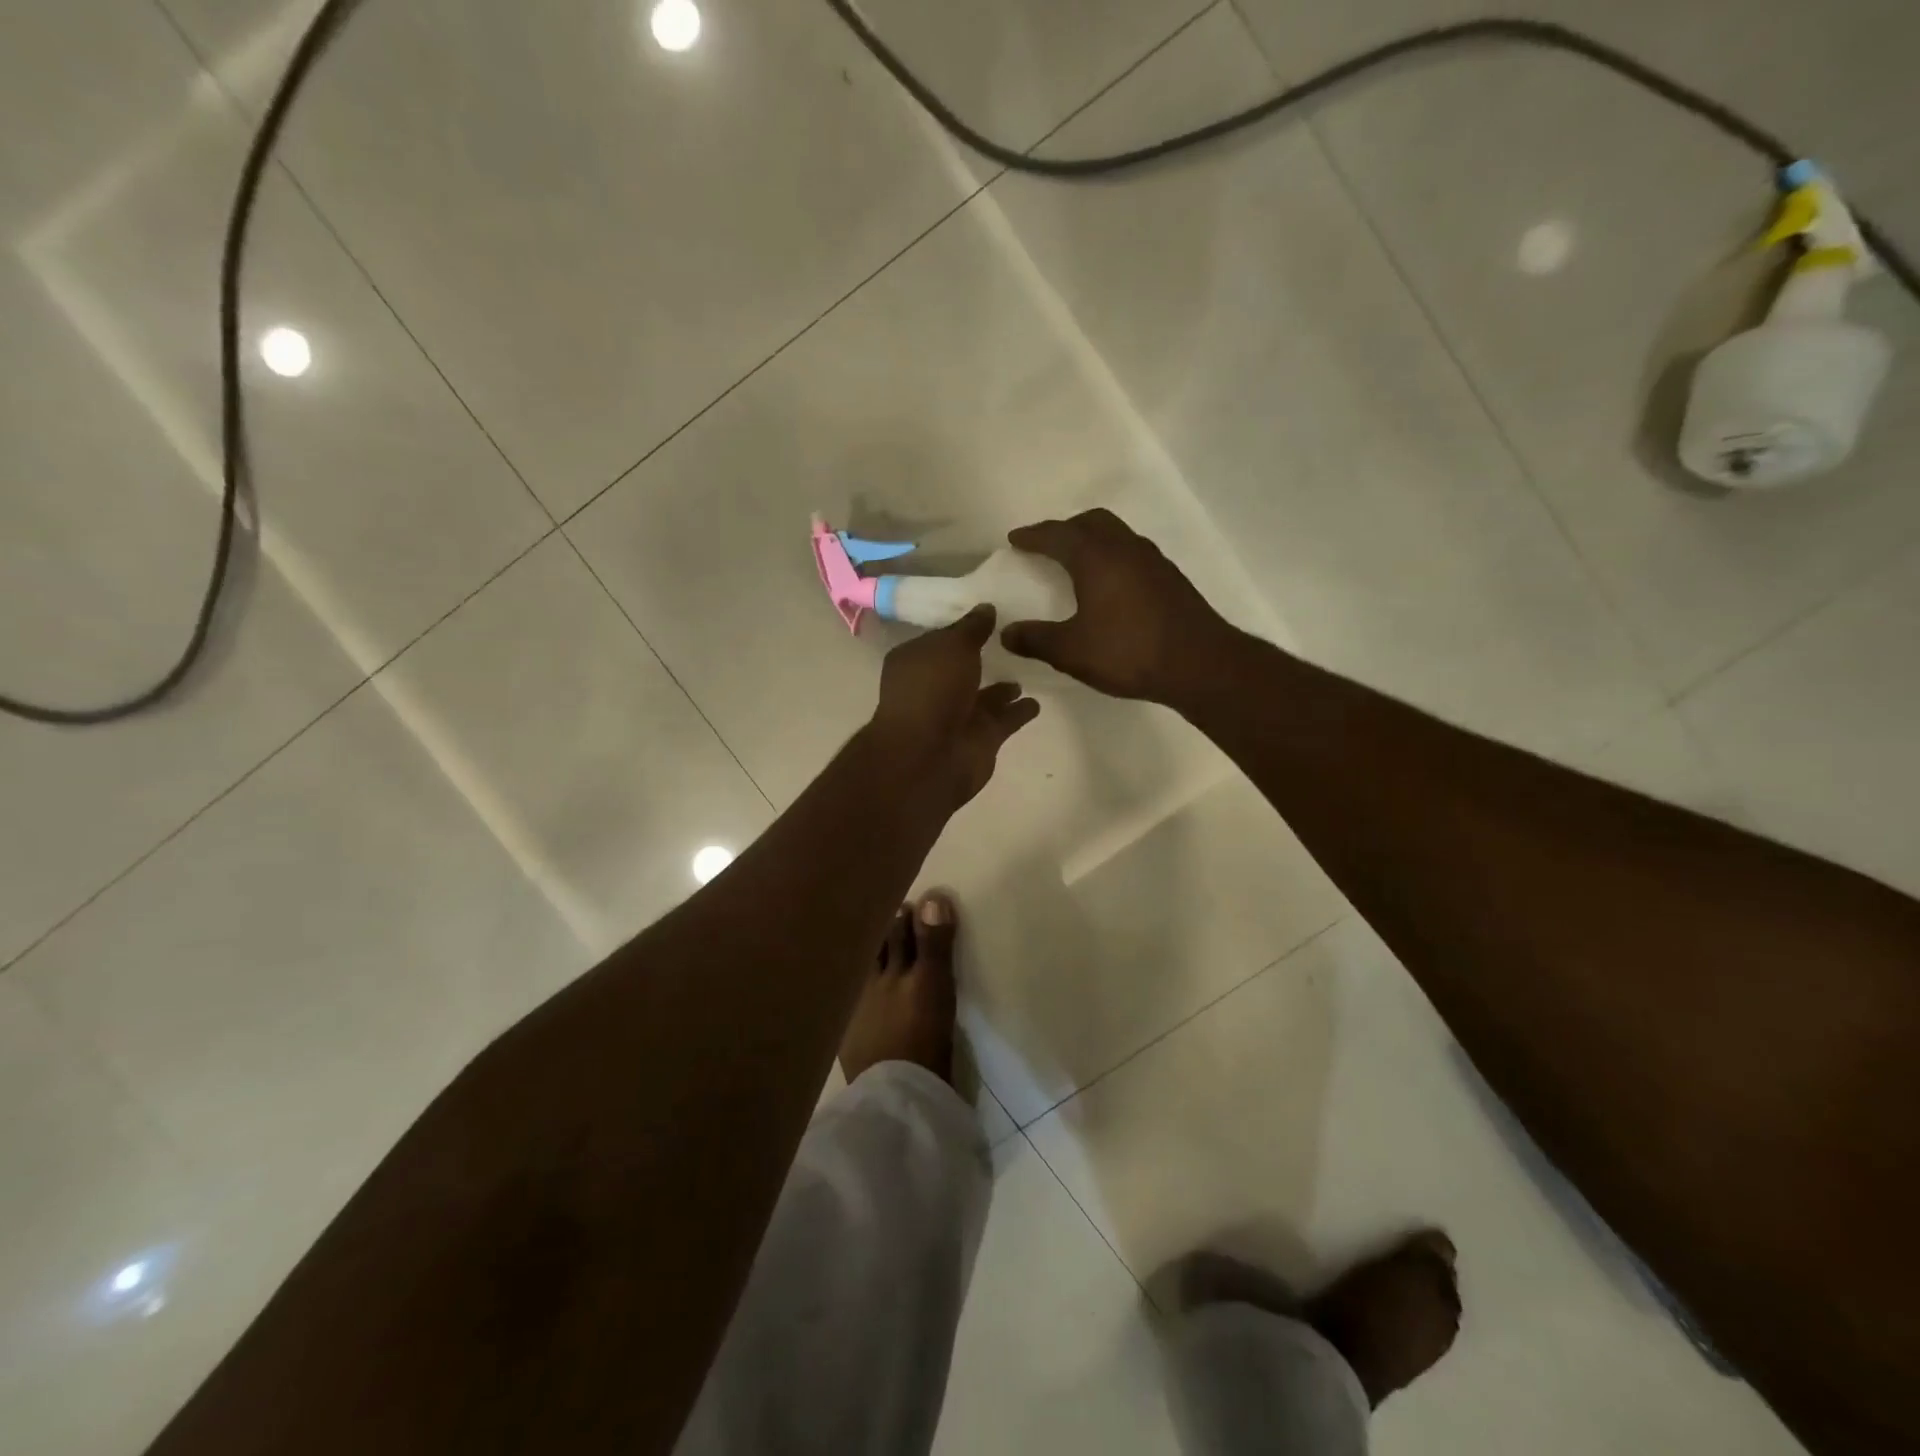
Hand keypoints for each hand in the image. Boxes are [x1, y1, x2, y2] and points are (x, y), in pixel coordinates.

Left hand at [867, 605, 1039, 808]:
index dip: (961, 630)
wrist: (930, 756)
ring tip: (1029, 668)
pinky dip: (1019, 711)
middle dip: (981, 659)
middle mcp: (934, 688)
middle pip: (961, 670)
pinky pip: (1005, 720)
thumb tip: (986, 608)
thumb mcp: (952, 646)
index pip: (941, 640)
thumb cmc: (932, 690)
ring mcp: (958, 716)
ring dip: (1003, 688)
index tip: (988, 616)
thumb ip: (972, 628)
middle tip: (1013, 640)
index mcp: (915, 662)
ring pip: (985, 697)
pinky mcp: (981, 739)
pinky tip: (1038, 700)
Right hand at [1000, 510, 1233, 702]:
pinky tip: (1110, 585)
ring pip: (1116, 534)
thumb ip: (1036, 640)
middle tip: (1047, 545)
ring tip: (1076, 562)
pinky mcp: (1169, 578)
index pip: (1057, 535)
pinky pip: (1131, 553)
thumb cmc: (1129, 652)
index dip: (1033, 536)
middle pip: (1091, 522)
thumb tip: (1007, 633)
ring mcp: (1152, 560)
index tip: (1015, 540)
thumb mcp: (1072, 651)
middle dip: (1065, 529)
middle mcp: (1124, 548)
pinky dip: (1112, 557)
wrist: (1199, 664)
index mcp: (1096, 557)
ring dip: (1092, 540)